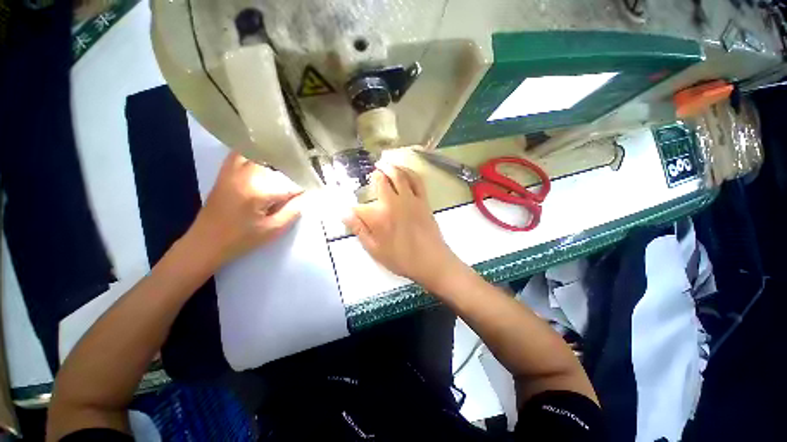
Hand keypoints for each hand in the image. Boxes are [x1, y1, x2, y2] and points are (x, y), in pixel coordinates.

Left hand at [187, 152, 303, 266]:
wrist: (205, 242)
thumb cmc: (241, 239)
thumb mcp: (273, 229)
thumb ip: (293, 211)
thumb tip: (306, 196)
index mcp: (259, 191)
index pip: (290, 184)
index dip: (303, 188)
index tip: (311, 191)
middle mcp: (246, 175)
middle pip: (277, 163)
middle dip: (292, 170)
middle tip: (302, 178)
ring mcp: (233, 171)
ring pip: (259, 154)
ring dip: (276, 158)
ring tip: (288, 166)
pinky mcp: (225, 172)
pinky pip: (240, 154)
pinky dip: (253, 152)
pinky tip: (264, 157)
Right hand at [343, 164, 462, 289]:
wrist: (431, 261)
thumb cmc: (402, 259)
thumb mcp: (375, 250)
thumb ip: (359, 230)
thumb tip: (344, 213)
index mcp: (379, 217)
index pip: (359, 207)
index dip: (353, 208)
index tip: (351, 211)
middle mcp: (393, 203)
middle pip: (381, 180)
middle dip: (375, 175)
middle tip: (373, 173)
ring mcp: (410, 199)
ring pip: (399, 175)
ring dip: (390, 167)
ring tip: (384, 164)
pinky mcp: (423, 200)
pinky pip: (416, 180)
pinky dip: (409, 171)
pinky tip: (404, 170)